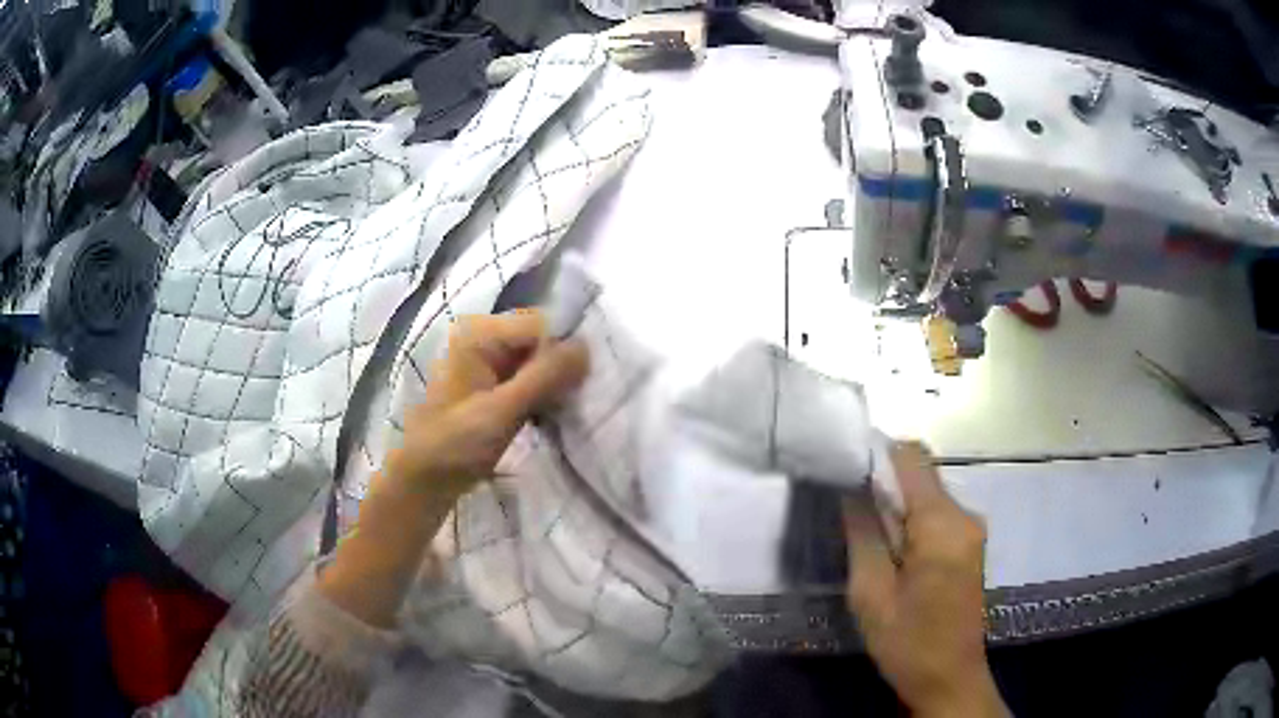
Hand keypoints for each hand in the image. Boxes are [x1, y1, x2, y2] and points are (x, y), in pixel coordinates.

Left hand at [321, 311, 587, 627]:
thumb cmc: (455, 445)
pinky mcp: (494, 384)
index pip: (540, 325)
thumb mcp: (500, 412)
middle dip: (560, 368)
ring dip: (554, 384)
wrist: (426, 481)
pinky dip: (543, 394)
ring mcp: (489, 362)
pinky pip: (530, 378)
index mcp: (479, 334)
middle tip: (571, 402)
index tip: (577, 388)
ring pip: (538, 361)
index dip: (562, 352)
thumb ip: (543, 378)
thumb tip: (588, 347)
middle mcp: (484, 338)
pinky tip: (550, 415)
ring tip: (562, 410)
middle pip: (540, 340)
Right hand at [843, 443, 1007, 717]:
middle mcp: (965, 515)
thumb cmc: (908, 642)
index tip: (845, 472)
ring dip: (896, 509)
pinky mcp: (970, 544)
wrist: (949, 679)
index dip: (877, 455)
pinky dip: (911, 524)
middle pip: (920, 476)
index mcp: (943, 524)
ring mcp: (972, 529)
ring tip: (866, 541)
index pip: (911, 458)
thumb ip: (862, 533)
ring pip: (927, 496)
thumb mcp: (871, 594)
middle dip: (883, 488)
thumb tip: (851, 486)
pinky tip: (892, 556)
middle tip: (849, 517)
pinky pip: (936, 516)